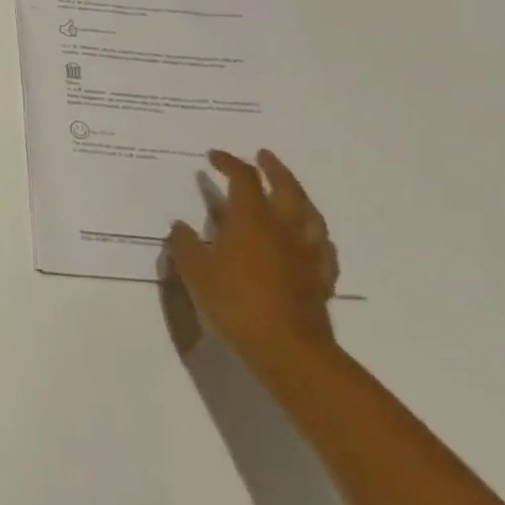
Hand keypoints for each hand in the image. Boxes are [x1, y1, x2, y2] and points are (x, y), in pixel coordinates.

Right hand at [167, 150, 339, 377]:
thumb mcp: (196, 272)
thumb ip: (185, 245)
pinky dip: (316, 237)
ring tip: (291, 190)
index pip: (243, 178)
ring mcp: (307, 253)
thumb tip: (180, 227)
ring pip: (310, 214)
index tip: (213, 156)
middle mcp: (283, 228)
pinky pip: (324, 249)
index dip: (229, 162)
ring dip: (299, 196)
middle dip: (274, 168)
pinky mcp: (321, 279)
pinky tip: (313, 239)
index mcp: (252, 218)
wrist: (288, 349)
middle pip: (286, 187)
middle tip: (263, 155)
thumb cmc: (236, 302)